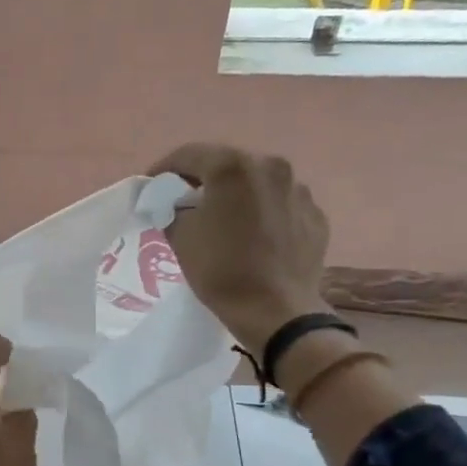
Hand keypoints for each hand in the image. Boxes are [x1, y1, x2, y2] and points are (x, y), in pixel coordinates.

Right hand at [147, 144, 330, 348]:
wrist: (276, 311)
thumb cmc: (221, 269)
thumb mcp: (180, 236)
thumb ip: (173, 208)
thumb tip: (176, 203)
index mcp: (233, 167)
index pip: (189, 154)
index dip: (164, 168)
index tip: (151, 186)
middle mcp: (270, 167)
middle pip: (227, 164)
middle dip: (203, 179)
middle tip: (184, 199)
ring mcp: (298, 190)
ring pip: (257, 183)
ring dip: (237, 194)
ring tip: (224, 218)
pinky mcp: (315, 215)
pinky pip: (280, 205)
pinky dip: (263, 213)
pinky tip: (253, 235)